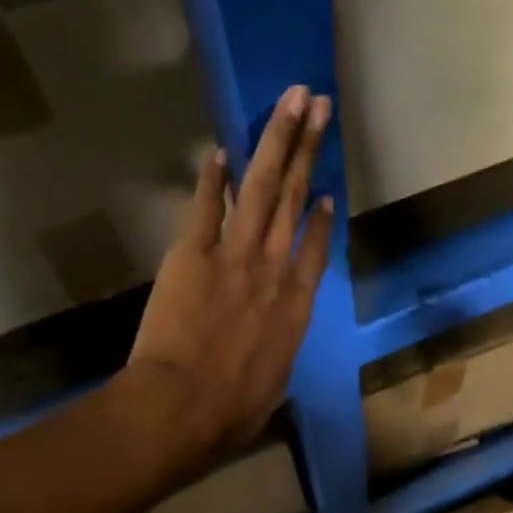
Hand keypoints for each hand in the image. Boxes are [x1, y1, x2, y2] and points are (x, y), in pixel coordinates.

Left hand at [130, 85, 335, 450]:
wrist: (184, 404)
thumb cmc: (233, 410)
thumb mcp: (272, 387)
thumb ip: (276, 357)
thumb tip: (270, 355)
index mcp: (297, 306)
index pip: (317, 250)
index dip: (324, 217)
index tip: (328, 191)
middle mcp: (274, 270)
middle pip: (296, 200)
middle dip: (309, 149)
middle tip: (319, 107)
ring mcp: (234, 256)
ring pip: (264, 188)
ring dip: (278, 141)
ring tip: (292, 102)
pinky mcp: (193, 253)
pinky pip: (207, 206)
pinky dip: (214, 178)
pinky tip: (220, 151)